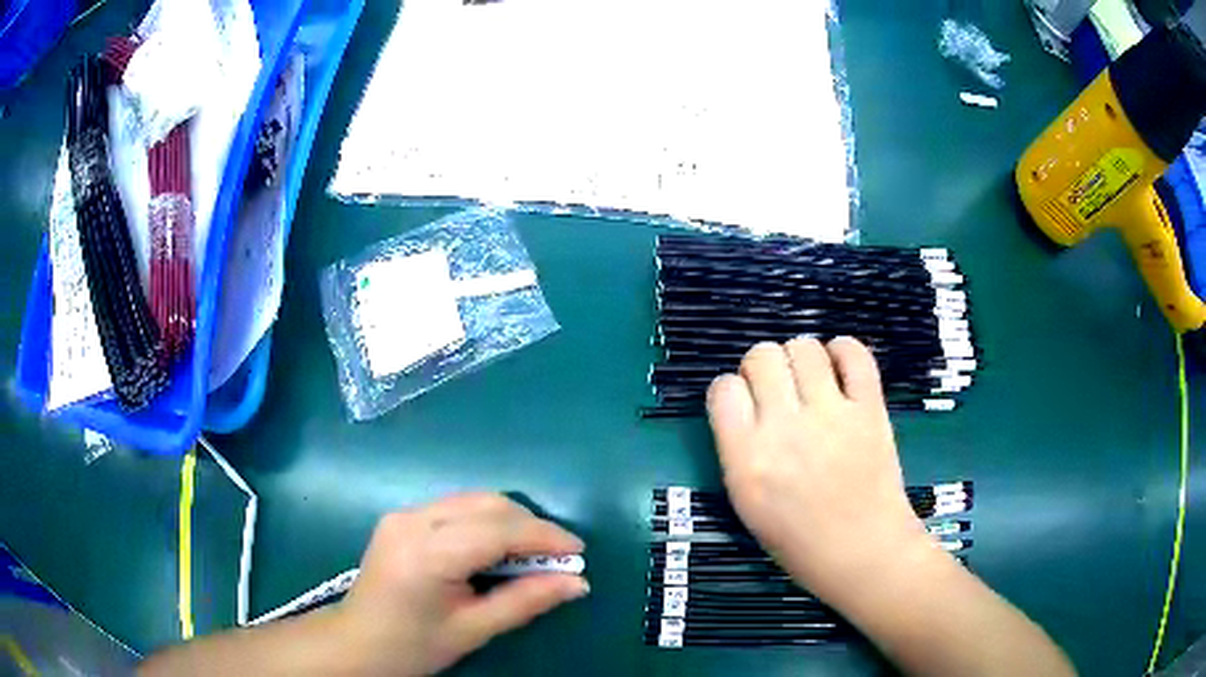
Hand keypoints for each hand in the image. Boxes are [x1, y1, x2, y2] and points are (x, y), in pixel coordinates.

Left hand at [336, 493, 588, 675]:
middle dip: (530, 526)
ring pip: (472, 500)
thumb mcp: (473, 630)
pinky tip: (497, 548)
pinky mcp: (400, 517)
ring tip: (533, 554)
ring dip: (510, 521)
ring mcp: (402, 514)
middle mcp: (412, 520)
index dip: (543, 537)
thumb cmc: (413, 645)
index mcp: (426, 553)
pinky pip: (456, 507)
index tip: (578, 553)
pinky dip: (486, 521)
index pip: (497, 530)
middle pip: (486, 504)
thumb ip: (526, 602)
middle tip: (559, 557)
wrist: (357, 643)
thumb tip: (577, 583)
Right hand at [706, 337, 929, 605]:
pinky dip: (844, 350)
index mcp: (747, 460)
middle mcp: (785, 429)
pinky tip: (839, 368)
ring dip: (800, 357)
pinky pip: (854, 354)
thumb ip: (738, 451)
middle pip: (761, 356)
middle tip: (778, 392)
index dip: (731, 391)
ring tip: (809, 380)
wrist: (863, 552)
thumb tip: (744, 406)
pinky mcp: (869, 408)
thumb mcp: (747, 505)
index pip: (723, 389)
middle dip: (762, 367)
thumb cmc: (799, 542)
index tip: (744, 404)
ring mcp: (831, 414)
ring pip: (803, 347)